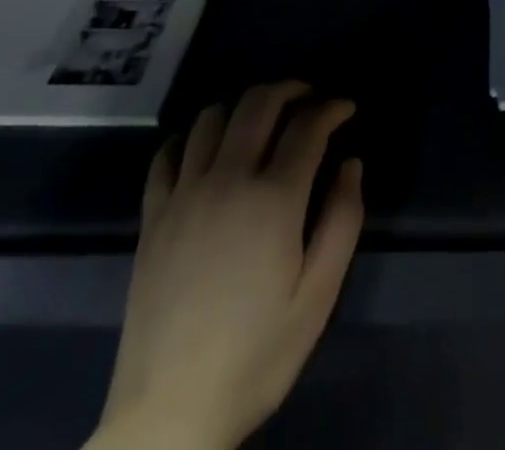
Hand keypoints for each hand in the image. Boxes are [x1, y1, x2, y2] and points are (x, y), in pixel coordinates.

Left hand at [88, 83, 362, 449]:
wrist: (169, 416)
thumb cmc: (256, 355)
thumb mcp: (319, 296)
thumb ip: (343, 219)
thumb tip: (351, 163)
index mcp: (273, 198)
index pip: (308, 124)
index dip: (332, 107)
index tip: (347, 109)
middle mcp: (226, 180)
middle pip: (258, 103)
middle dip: (291, 89)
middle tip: (311, 100)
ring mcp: (183, 195)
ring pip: (212, 117)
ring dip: (244, 107)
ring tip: (263, 122)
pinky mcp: (152, 216)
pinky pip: (168, 153)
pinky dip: (191, 136)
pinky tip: (207, 150)